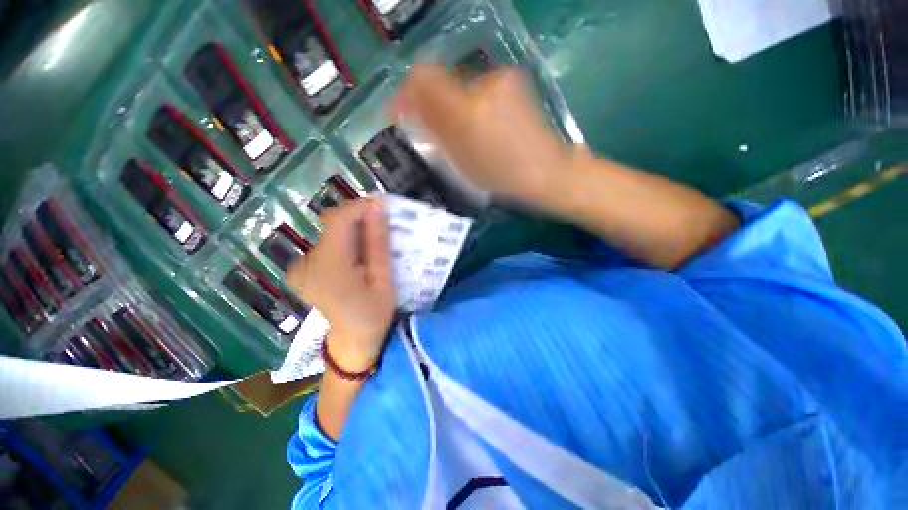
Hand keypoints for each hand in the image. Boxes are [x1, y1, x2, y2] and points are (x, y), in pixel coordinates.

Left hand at [287, 199, 394, 371]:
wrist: (351, 343)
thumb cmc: (374, 314)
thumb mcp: (383, 279)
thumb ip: (378, 243)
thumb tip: (377, 208)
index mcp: (329, 268)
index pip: (337, 221)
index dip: (359, 207)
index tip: (381, 207)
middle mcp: (306, 264)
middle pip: (332, 225)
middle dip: (358, 220)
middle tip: (382, 226)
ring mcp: (300, 267)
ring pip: (330, 233)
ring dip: (353, 231)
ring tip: (373, 244)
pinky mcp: (301, 270)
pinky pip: (325, 245)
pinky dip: (344, 242)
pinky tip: (357, 257)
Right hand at [393, 65, 571, 202]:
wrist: (546, 171)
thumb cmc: (501, 177)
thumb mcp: (461, 163)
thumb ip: (434, 131)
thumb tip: (410, 108)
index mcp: (466, 113)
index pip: (424, 79)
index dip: (408, 91)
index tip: (404, 110)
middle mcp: (482, 86)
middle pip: (442, 81)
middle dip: (433, 104)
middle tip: (439, 131)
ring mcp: (501, 81)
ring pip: (462, 87)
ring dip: (455, 106)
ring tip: (468, 134)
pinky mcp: (515, 81)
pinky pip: (481, 89)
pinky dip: (474, 105)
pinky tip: (486, 126)